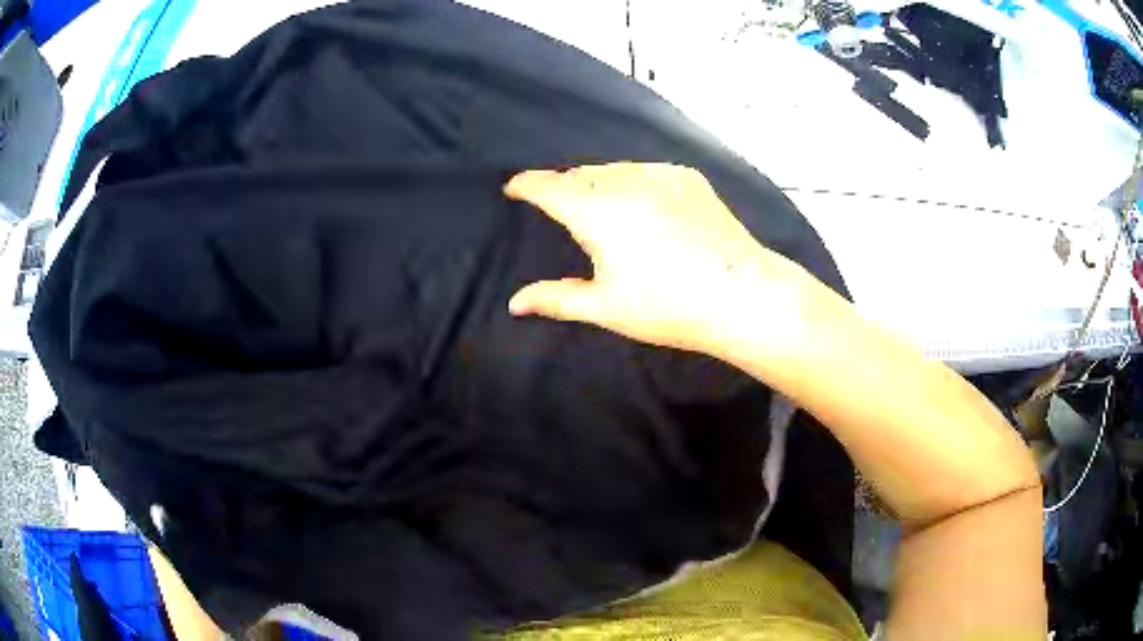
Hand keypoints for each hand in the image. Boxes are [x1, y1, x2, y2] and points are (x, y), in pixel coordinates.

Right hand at [504, 163, 807, 354]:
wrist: (740, 293)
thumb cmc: (667, 306)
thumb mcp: (606, 307)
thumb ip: (556, 298)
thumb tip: (515, 303)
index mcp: (595, 212)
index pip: (547, 186)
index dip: (526, 184)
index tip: (514, 187)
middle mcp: (623, 182)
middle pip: (579, 174)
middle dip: (562, 186)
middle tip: (558, 205)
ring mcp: (658, 175)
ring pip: (612, 169)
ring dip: (596, 181)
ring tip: (598, 204)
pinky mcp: (686, 177)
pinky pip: (644, 170)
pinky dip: (630, 180)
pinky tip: (639, 203)